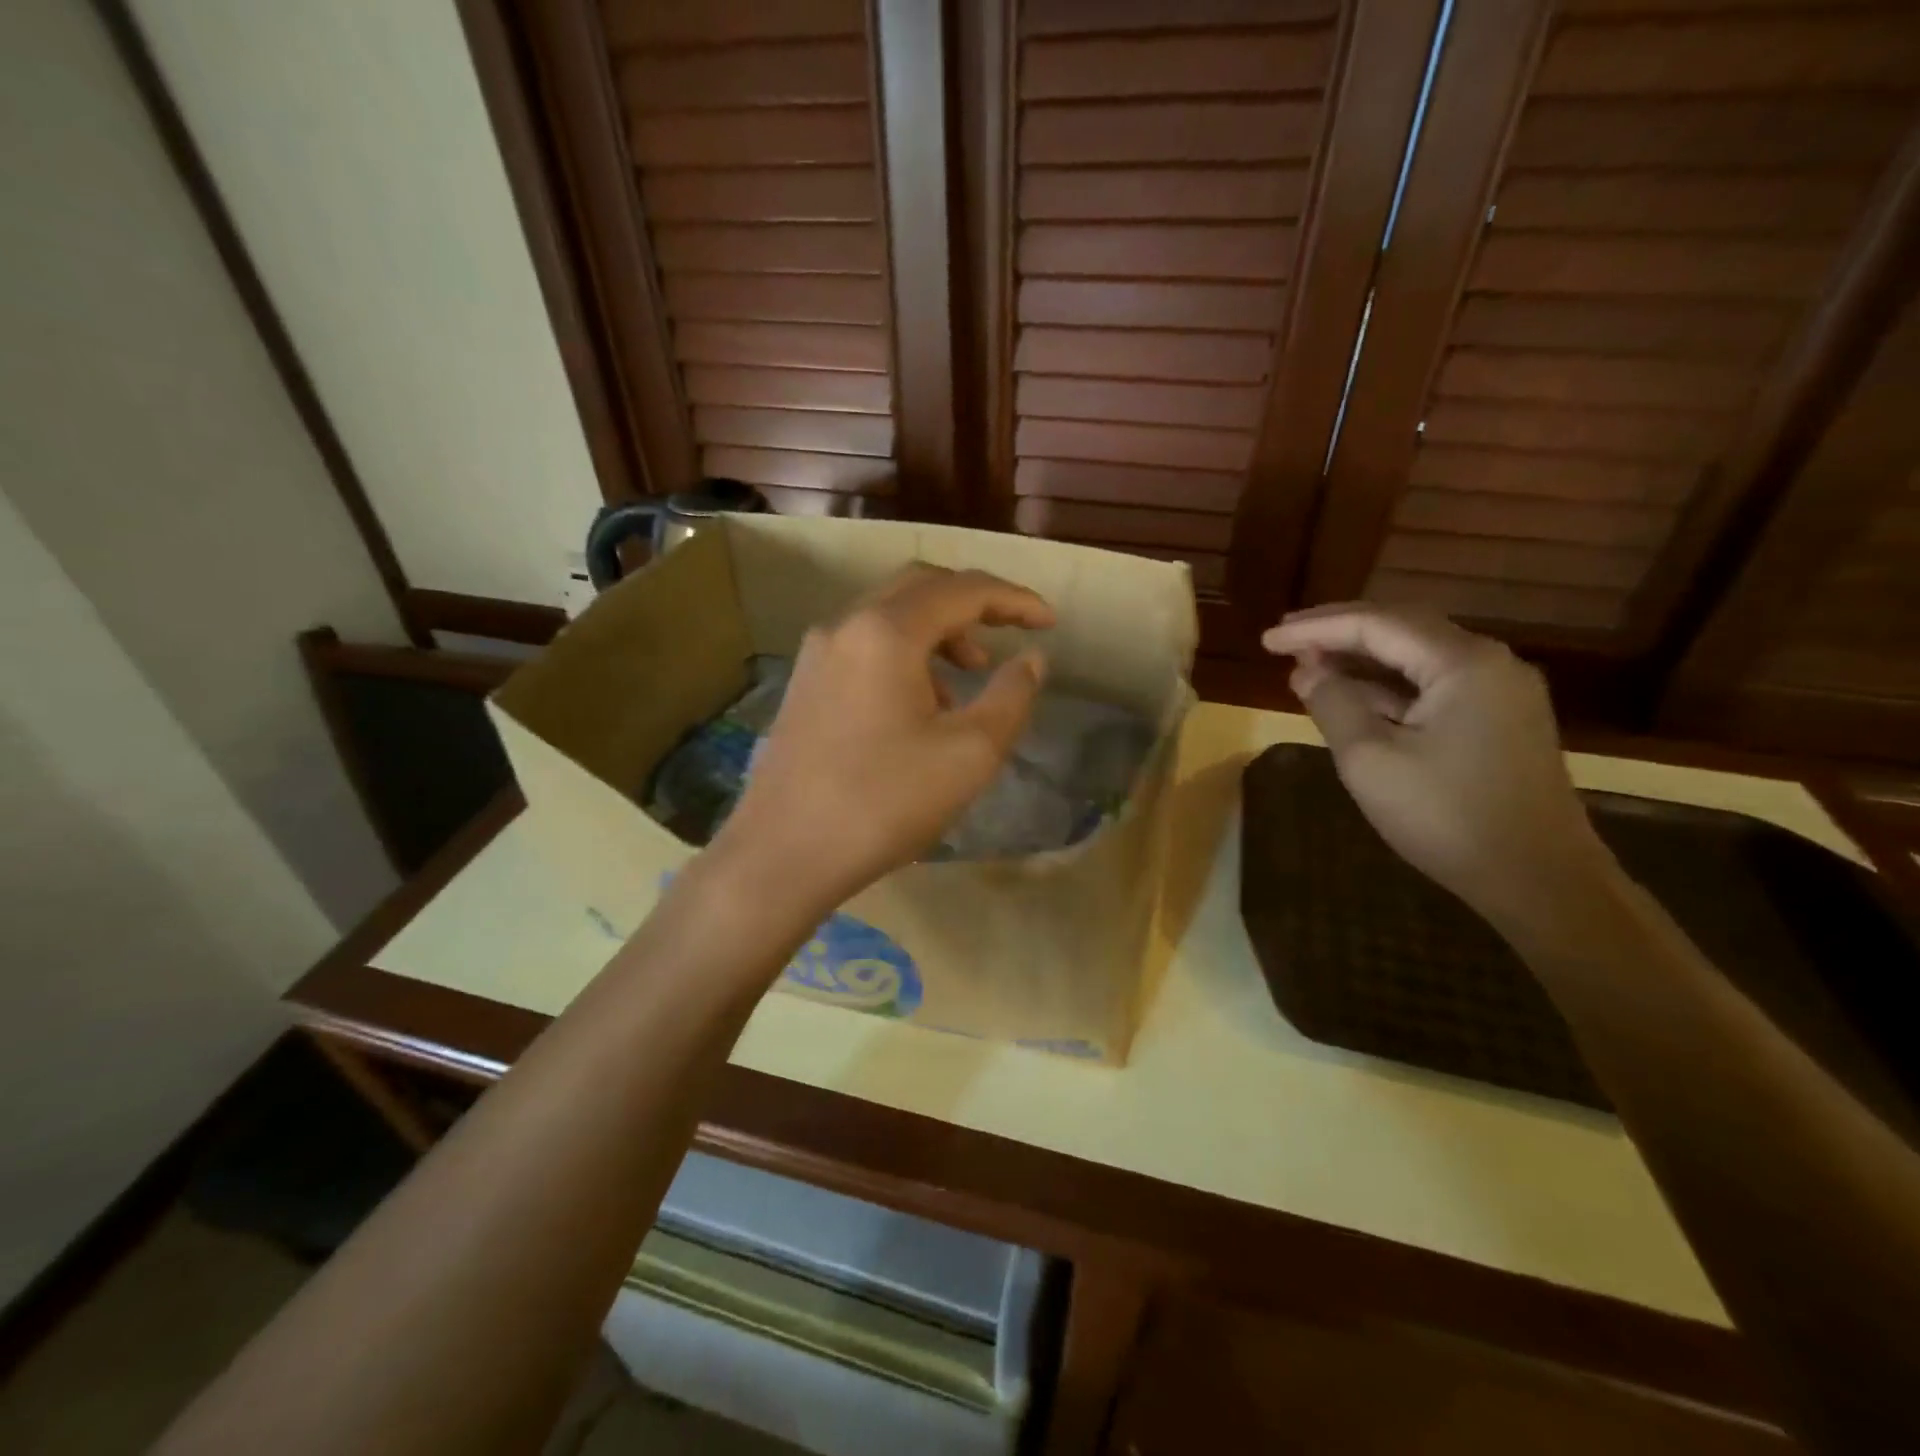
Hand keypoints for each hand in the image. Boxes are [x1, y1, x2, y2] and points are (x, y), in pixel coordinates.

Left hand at [712, 564, 1052, 912]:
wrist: (782, 854)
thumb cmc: (884, 803)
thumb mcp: (969, 754)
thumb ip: (1011, 697)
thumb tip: (1032, 660)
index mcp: (886, 632)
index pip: (963, 589)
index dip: (1014, 599)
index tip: (1051, 622)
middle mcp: (845, 626)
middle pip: (920, 587)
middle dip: (972, 604)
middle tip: (1009, 633)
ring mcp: (816, 654)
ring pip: (888, 617)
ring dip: (937, 633)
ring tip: (968, 680)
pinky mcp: (804, 685)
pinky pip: (864, 647)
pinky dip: (904, 656)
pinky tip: (919, 707)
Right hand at [1262, 604, 1615, 935]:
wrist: (1540, 881)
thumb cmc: (1447, 817)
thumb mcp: (1371, 760)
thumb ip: (1334, 705)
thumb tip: (1306, 671)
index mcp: (1463, 663)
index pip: (1376, 625)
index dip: (1316, 627)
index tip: (1267, 639)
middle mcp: (1489, 664)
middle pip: (1401, 629)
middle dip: (1338, 632)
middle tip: (1284, 639)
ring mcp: (1499, 693)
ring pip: (1417, 657)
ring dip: (1361, 658)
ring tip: (1307, 664)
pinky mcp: (1498, 722)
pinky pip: (1432, 686)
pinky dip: (1387, 686)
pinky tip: (1352, 695)